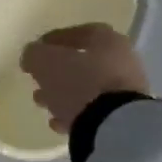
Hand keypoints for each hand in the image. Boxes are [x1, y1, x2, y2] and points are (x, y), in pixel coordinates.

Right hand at [19, 23, 150, 134]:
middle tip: (37, 79)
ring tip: (42, 103)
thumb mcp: (44, 61)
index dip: (55, 39)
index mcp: (108, 41)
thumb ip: (34, 54)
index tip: (37, 49)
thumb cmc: (80, 83)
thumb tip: (33, 56)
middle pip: (84, 63)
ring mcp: (128, 92)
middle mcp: (123, 62)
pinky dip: (76, 114)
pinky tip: (59, 122)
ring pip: (88, 88)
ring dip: (63, 94)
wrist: (116, 129)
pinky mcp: (127, 118)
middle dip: (57, 71)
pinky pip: (97, 111)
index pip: (80, 32)